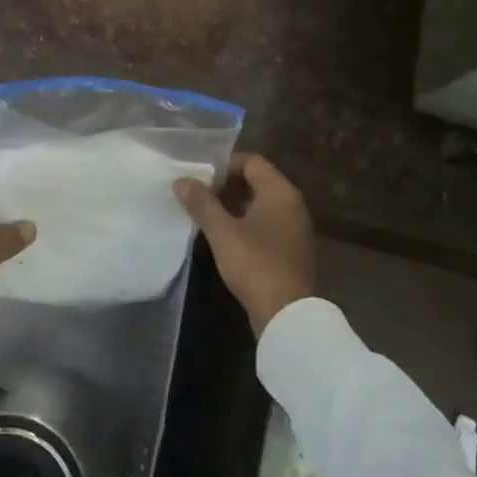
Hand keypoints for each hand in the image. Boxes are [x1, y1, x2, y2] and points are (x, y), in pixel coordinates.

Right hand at [174, 154, 315, 337]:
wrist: (287, 314)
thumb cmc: (255, 264)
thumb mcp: (222, 232)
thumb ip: (201, 203)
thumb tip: (181, 179)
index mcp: (280, 192)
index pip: (251, 161)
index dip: (223, 164)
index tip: (199, 177)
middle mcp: (292, 204)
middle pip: (257, 181)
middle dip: (225, 185)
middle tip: (197, 196)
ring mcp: (294, 227)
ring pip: (260, 204)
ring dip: (233, 205)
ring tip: (205, 216)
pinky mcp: (291, 248)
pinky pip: (265, 223)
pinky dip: (245, 223)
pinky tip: (224, 237)